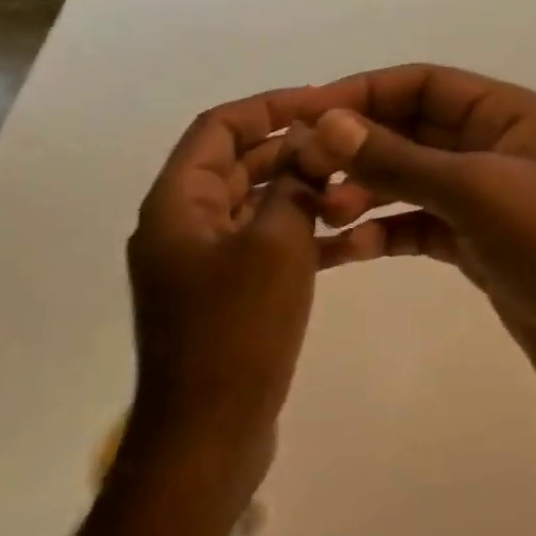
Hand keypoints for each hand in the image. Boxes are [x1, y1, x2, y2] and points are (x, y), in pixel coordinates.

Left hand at [126, 88, 326, 493]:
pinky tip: (350, 239)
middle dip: (292, 150)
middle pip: (238, 165)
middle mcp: (183, 225)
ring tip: (357, 186)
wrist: (208, 434)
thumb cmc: (237, 330)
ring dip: (302, 192)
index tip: (321, 102)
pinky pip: (265, 247)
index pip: (218, 128)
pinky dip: (301, 235)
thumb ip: (294, 187)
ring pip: (257, 206)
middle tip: (349, 145)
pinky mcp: (227, 296)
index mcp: (178, 204)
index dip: (268, 106)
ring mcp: (204, 264)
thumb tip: (311, 150)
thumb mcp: (276, 245)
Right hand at [290, 65, 535, 409]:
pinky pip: (419, 227)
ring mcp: (486, 199)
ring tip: (322, 214)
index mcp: (506, 114)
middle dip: (358, 148)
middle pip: (411, 131)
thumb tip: (326, 122)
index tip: (303, 115)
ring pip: (411, 181)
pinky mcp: (478, 245)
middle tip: (303, 174)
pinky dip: (384, 233)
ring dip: (365, 191)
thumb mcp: (475, 192)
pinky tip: (347, 250)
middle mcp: (495, 147)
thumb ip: (399, 158)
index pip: (422, 84)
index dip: (361, 93)